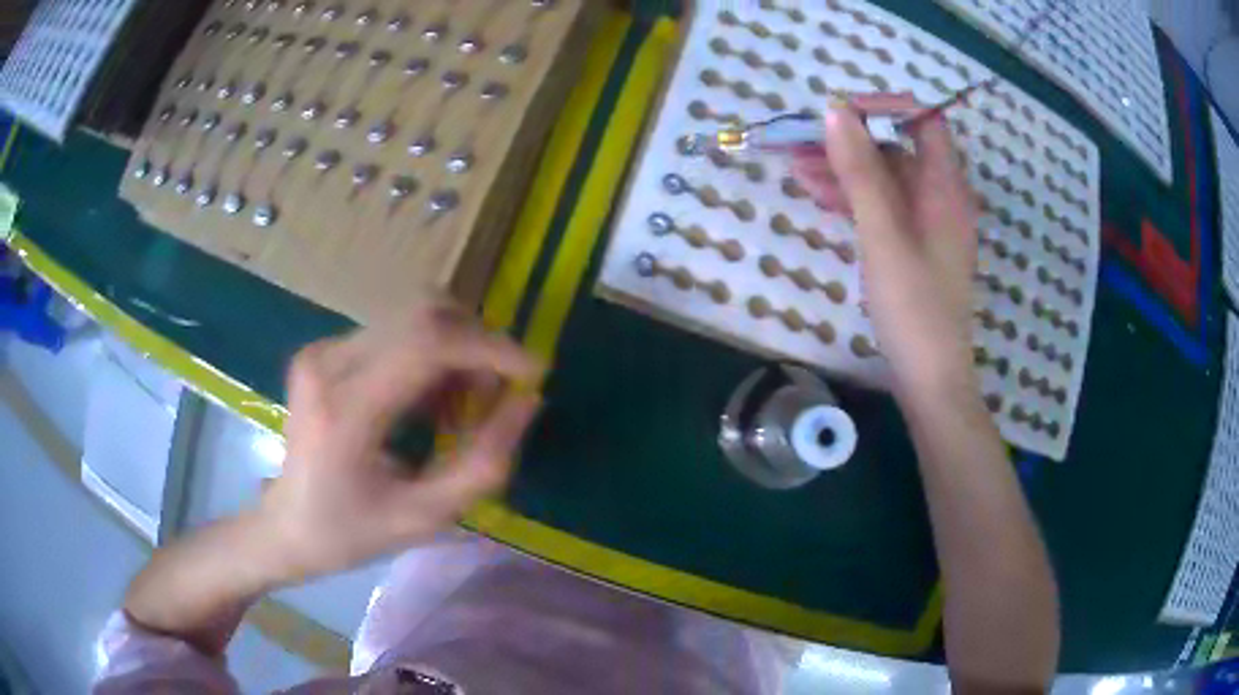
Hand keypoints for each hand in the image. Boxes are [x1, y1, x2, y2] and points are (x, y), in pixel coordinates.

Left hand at [253, 300, 542, 584]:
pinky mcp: (323, 349)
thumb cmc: (354, 533)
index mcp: (345, 411)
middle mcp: (327, 363)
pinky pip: (394, 330)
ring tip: (461, 403)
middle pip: (423, 315)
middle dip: (476, 345)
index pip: (427, 343)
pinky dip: (429, 356)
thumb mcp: (427, 517)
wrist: (287, 525)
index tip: (533, 372)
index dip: (490, 348)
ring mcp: (321, 350)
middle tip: (495, 395)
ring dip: (454, 350)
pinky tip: (428, 399)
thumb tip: (528, 401)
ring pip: (412, 316)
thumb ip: (484, 463)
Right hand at [791, 95, 978, 398]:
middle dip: (850, 143)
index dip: (885, 109)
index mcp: (946, 188)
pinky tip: (820, 198)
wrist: (929, 377)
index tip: (840, 113)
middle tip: (800, 143)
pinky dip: (854, 199)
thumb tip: (835, 111)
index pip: (923, 122)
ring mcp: (927, 223)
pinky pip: (884, 208)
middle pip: (897, 150)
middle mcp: (941, 198)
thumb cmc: (913, 306)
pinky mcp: (913, 246)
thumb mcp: (882, 233)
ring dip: (844, 171)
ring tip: (796, 169)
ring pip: (885, 180)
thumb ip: (860, 170)